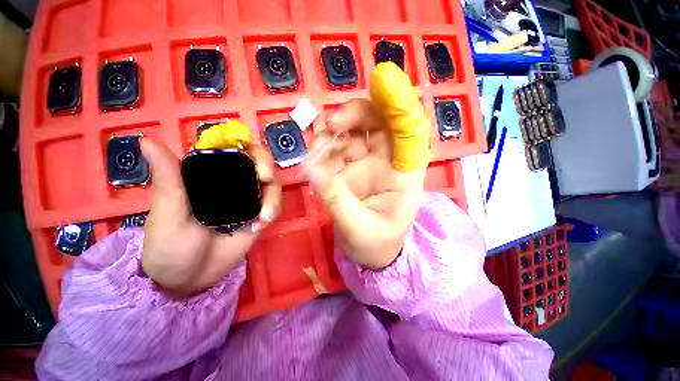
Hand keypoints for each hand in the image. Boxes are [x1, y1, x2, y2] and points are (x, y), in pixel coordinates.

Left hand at [140, 139, 280, 296]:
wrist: (191, 280)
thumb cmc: (169, 247)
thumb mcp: (167, 214)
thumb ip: (167, 179)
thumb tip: (145, 140)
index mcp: (206, 174)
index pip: (230, 147)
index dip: (246, 145)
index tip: (253, 157)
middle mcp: (231, 181)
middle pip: (258, 161)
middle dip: (267, 166)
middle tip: (266, 179)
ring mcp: (247, 198)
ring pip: (271, 184)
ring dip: (273, 196)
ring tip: (264, 218)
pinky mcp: (258, 214)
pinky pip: (274, 203)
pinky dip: (273, 209)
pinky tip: (261, 225)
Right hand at [304, 63, 429, 269]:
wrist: (371, 255)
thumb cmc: (376, 246)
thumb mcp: (358, 228)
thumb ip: (336, 199)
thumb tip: (312, 167)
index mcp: (404, 175)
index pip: (410, 131)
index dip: (400, 103)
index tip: (382, 81)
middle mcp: (388, 162)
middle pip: (380, 121)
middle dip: (358, 113)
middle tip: (333, 124)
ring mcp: (367, 163)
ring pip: (354, 131)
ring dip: (334, 133)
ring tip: (316, 154)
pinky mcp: (350, 169)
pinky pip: (337, 148)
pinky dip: (324, 149)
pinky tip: (315, 162)